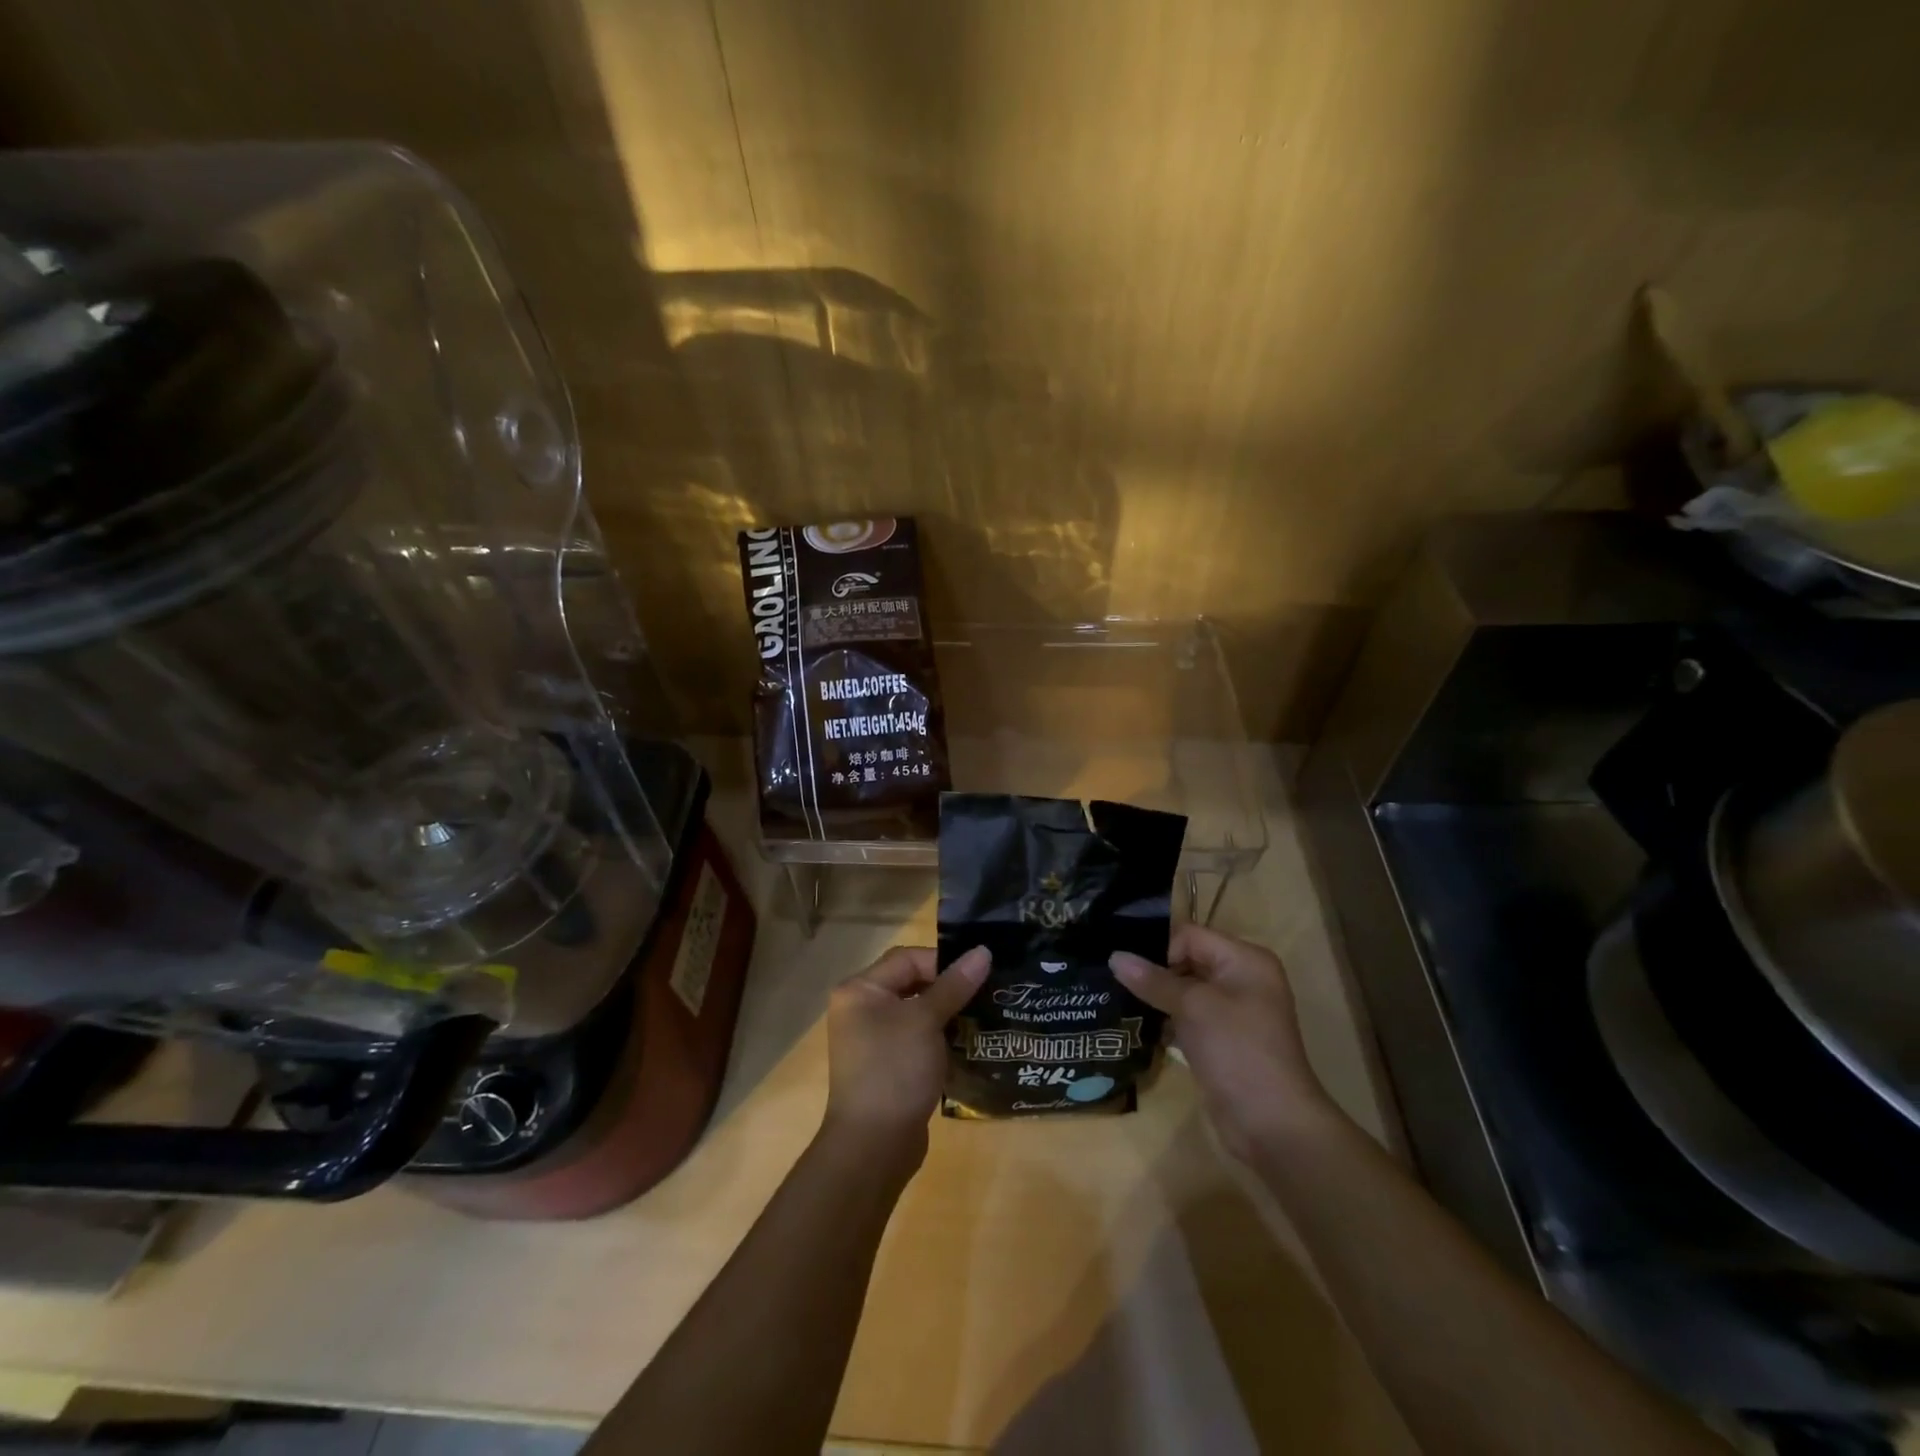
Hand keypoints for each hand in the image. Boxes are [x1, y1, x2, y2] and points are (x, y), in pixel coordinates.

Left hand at [823, 945, 989, 1160]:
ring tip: (985, 1016)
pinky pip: (918, 1038)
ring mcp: (874, 1039)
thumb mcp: (926, 1022)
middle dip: (949, 988)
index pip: (908, 959)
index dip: (944, 963)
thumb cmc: (894, 1071)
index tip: (978, 975)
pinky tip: (969, 1044)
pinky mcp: (889, 1065)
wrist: (873, 1147)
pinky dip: (941, 1038)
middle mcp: (862, 1009)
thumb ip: (954, 985)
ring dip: (949, 1014)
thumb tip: (983, 951)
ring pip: (918, 1012)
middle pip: (912, 983)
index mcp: (861, 990)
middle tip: (987, 992)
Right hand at [1112, 924, 1339, 1161]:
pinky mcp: (1220, 1041)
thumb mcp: (1194, 1007)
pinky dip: (1165, 1020)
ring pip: (1183, 992)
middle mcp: (1241, 980)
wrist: (1272, 1126)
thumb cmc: (1238, 1051)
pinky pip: (1186, 1018)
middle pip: (1186, 960)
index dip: (1158, 947)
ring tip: (1115, 999)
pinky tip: (1136, 1025)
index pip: (1190, 936)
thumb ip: (1153, 980)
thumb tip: (1114, 956)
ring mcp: (1231, 1013)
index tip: (1124, 965)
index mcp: (1245, 960)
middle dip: (1152, 971)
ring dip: (1154, 997)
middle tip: (1111, 978)